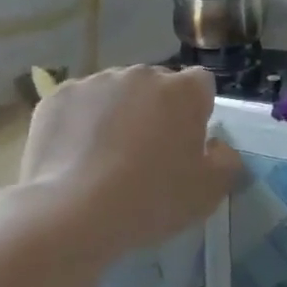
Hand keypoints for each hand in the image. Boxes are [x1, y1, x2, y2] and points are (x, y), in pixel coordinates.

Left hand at [16, 65, 241, 263]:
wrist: (72, 213)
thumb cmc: (151, 199)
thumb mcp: (208, 192)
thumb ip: (227, 162)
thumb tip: (218, 146)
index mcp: (184, 90)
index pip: (201, 85)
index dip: (196, 112)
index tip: (185, 143)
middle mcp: (143, 73)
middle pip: (157, 85)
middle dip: (155, 110)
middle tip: (146, 154)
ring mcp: (97, 81)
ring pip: (116, 92)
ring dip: (117, 113)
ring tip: (104, 158)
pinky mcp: (59, 95)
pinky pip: (78, 104)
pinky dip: (79, 122)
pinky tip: (74, 156)